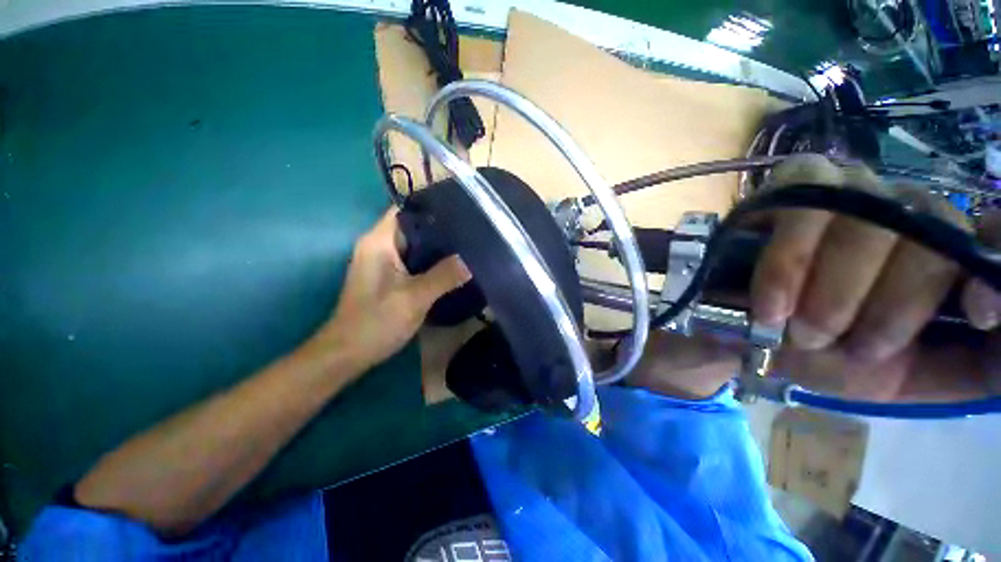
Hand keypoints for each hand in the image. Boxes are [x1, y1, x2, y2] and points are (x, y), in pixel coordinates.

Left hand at [311, 210, 469, 371]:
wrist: (348, 353)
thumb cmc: (376, 321)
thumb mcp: (415, 298)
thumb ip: (443, 276)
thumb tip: (470, 261)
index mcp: (379, 241)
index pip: (404, 210)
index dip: (430, 207)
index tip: (458, 210)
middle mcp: (378, 246)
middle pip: (411, 227)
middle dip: (439, 229)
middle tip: (468, 231)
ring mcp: (382, 262)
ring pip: (413, 246)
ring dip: (436, 247)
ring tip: (465, 246)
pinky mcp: (387, 277)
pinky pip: (412, 261)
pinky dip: (430, 262)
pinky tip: (450, 268)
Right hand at [750, 155, 1000, 400]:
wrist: (744, 330)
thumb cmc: (828, 355)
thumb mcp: (910, 376)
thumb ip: (975, 363)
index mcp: (940, 253)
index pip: (986, 238)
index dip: (989, 271)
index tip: (977, 315)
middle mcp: (903, 209)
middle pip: (926, 234)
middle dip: (887, 306)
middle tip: (844, 347)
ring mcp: (848, 187)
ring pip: (865, 221)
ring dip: (830, 291)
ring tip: (795, 328)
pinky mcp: (794, 184)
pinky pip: (801, 207)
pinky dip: (787, 263)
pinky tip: (772, 302)